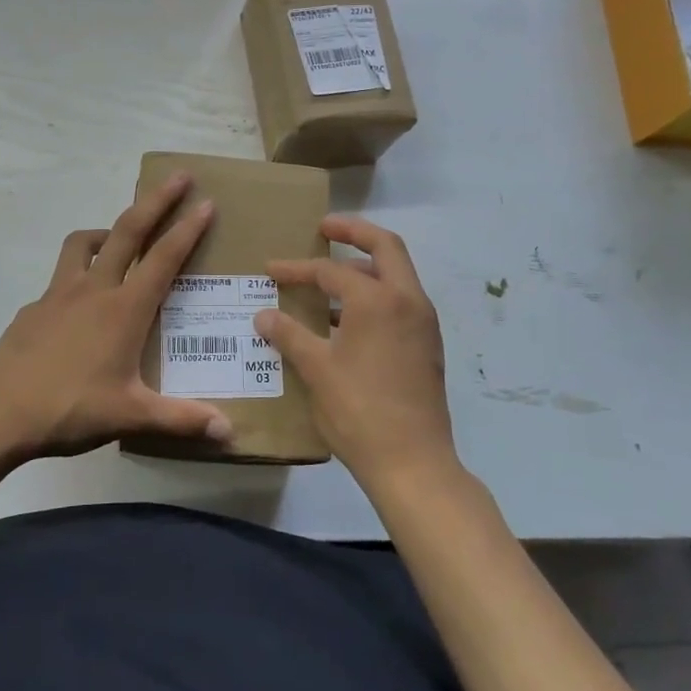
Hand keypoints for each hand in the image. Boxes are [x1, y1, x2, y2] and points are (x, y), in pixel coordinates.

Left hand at [0, 172, 233, 460]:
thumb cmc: (69, 408)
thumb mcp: (130, 416)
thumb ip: (181, 419)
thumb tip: (229, 432)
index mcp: (124, 309)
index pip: (164, 258)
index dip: (188, 228)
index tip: (206, 202)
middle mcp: (94, 288)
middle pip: (128, 230)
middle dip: (156, 200)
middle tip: (179, 177)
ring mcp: (59, 293)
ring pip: (84, 242)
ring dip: (108, 228)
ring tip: (120, 235)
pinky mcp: (34, 306)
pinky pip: (61, 276)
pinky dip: (78, 272)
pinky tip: (79, 301)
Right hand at [254, 216, 456, 491]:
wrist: (413, 463)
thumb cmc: (359, 411)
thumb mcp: (317, 370)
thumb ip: (289, 335)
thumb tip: (263, 315)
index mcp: (378, 300)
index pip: (332, 270)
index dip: (298, 268)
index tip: (271, 269)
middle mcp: (408, 300)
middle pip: (385, 246)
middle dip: (354, 231)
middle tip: (325, 227)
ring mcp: (423, 323)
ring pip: (396, 275)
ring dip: (364, 268)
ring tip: (329, 279)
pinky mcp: (426, 345)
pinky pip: (400, 302)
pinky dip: (375, 295)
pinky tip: (346, 320)